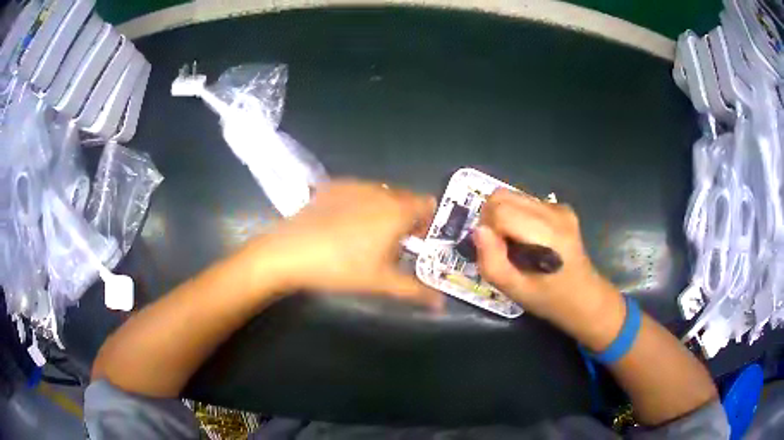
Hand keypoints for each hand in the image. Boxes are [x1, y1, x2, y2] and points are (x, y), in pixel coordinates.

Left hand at [251, 179, 442, 309]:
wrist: (290, 251)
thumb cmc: (341, 267)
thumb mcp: (381, 283)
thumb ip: (415, 291)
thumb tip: (440, 304)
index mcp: (397, 211)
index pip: (427, 205)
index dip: (427, 223)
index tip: (417, 242)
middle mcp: (380, 191)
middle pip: (405, 199)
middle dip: (406, 218)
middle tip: (392, 245)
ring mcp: (354, 185)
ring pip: (380, 194)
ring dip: (383, 210)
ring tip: (366, 236)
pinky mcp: (332, 186)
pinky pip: (357, 192)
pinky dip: (359, 204)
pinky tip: (342, 224)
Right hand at [473, 189, 617, 326]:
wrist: (584, 296)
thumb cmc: (549, 299)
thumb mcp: (514, 290)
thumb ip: (491, 262)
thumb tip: (479, 231)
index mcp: (546, 234)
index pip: (499, 210)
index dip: (487, 229)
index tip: (494, 252)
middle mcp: (553, 212)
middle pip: (502, 196)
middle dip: (490, 218)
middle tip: (498, 246)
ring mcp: (559, 207)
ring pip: (512, 196)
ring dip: (503, 216)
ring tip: (514, 244)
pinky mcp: (561, 207)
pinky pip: (526, 201)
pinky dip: (517, 216)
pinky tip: (528, 239)